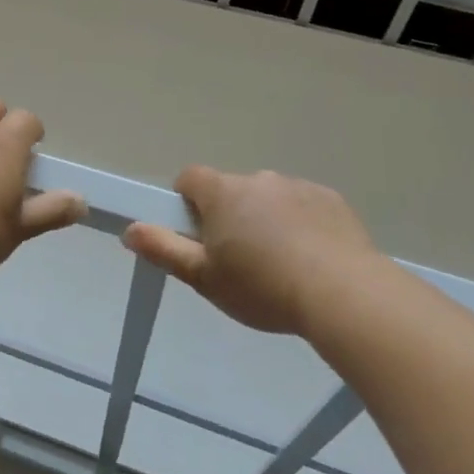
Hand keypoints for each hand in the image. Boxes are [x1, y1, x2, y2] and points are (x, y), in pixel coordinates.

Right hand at [123, 166, 377, 333]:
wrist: (344, 294)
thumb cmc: (262, 286)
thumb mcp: (204, 278)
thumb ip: (163, 250)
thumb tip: (129, 229)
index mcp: (222, 193)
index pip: (190, 178)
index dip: (186, 202)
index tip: (196, 234)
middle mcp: (258, 179)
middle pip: (231, 191)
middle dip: (230, 216)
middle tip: (238, 261)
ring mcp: (297, 187)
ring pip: (269, 199)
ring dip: (266, 220)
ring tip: (280, 266)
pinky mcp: (331, 200)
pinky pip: (304, 207)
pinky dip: (301, 225)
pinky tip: (312, 260)